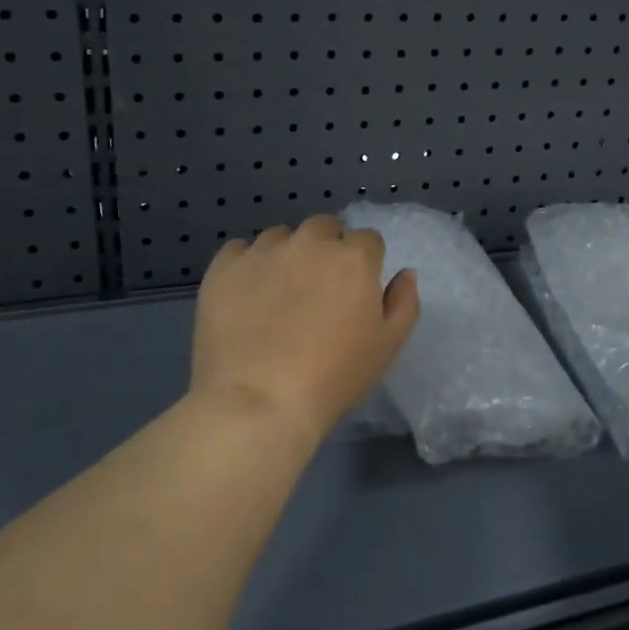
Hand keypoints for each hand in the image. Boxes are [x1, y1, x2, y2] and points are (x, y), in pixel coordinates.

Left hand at [190, 216, 420, 440]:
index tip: (353, 293)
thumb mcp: (387, 346)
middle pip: (323, 228)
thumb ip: (403, 302)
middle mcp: (309, 242)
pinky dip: (246, 266)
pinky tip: (245, 296)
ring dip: (286, 254)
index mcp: (352, 257)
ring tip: (277, 294)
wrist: (259, 401)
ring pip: (280, 237)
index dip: (363, 264)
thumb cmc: (334, 377)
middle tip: (317, 290)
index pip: (367, 241)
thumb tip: (404, 273)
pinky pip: (239, 251)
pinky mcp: (224, 267)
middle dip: (326, 249)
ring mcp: (262, 251)